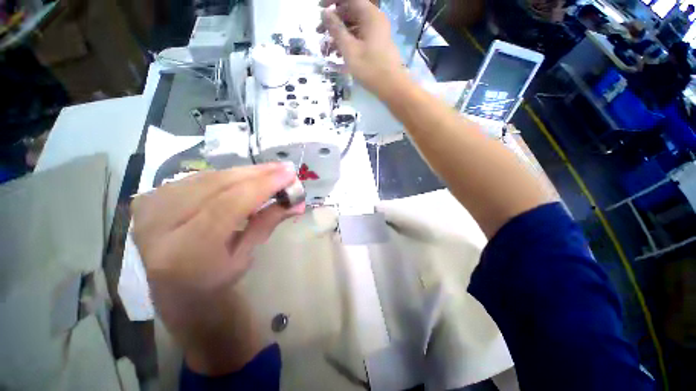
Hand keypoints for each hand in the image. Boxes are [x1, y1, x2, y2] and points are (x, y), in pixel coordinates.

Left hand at [131, 163, 303, 374]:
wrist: (174, 290)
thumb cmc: (215, 280)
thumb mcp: (246, 256)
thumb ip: (268, 223)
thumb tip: (298, 202)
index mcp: (185, 253)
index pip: (228, 206)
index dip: (262, 186)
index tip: (289, 174)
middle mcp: (159, 228)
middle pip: (216, 186)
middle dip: (256, 174)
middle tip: (284, 168)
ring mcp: (148, 210)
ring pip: (206, 177)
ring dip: (243, 172)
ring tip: (269, 172)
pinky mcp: (148, 199)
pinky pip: (196, 178)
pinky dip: (225, 176)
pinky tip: (244, 178)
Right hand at [318, 0, 405, 96]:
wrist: (392, 87)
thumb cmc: (370, 68)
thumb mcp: (349, 49)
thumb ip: (336, 29)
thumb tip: (325, 13)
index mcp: (370, 14)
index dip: (332, 1)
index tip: (319, 9)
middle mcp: (374, 19)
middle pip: (350, 11)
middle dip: (333, 21)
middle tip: (319, 32)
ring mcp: (376, 33)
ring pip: (354, 26)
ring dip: (339, 34)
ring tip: (326, 47)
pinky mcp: (376, 45)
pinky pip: (359, 37)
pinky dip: (348, 43)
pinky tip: (338, 54)